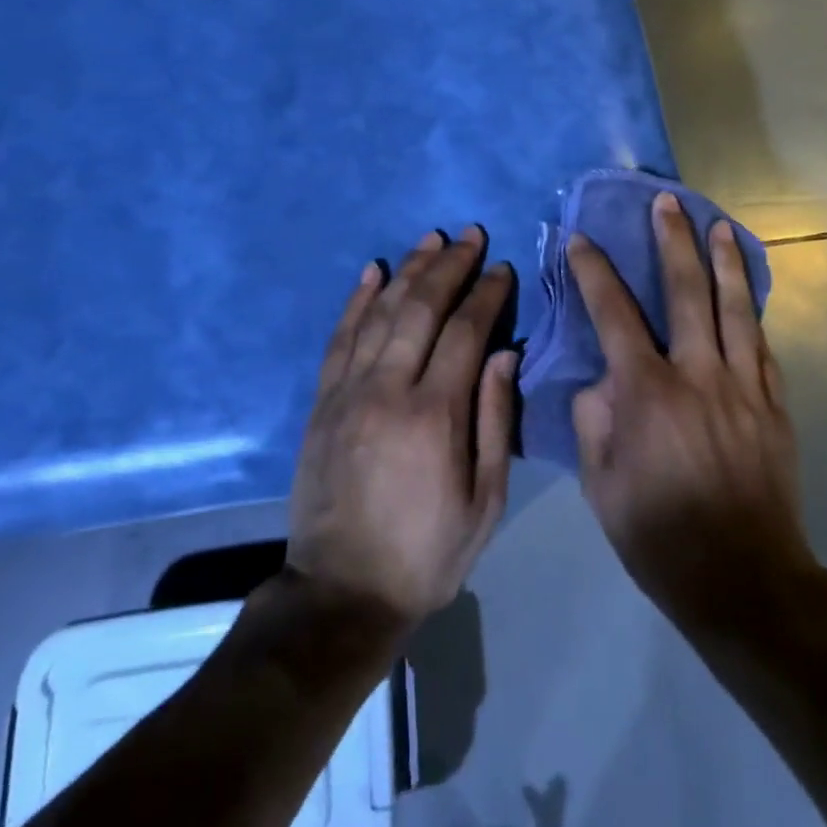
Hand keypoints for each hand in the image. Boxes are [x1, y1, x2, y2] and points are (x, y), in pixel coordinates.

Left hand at [287, 227, 517, 630]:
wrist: (341, 591)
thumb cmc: (427, 552)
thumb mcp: (485, 501)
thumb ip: (496, 421)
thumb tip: (504, 354)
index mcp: (435, 414)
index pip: (466, 332)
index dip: (486, 294)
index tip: (502, 268)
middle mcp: (388, 389)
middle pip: (421, 309)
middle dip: (449, 266)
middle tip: (469, 235)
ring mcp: (348, 392)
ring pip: (380, 313)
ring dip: (408, 271)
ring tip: (430, 239)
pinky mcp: (322, 402)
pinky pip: (339, 338)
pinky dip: (356, 300)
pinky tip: (372, 272)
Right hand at [567, 193, 811, 631]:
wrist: (746, 581)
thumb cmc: (660, 536)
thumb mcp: (601, 486)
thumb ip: (595, 421)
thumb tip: (603, 382)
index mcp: (648, 393)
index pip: (614, 314)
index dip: (594, 272)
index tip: (581, 239)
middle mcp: (698, 375)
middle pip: (685, 292)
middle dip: (672, 242)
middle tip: (665, 202)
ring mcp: (743, 387)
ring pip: (734, 308)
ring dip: (723, 261)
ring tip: (717, 224)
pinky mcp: (774, 405)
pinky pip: (761, 345)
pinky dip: (750, 313)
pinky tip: (746, 293)